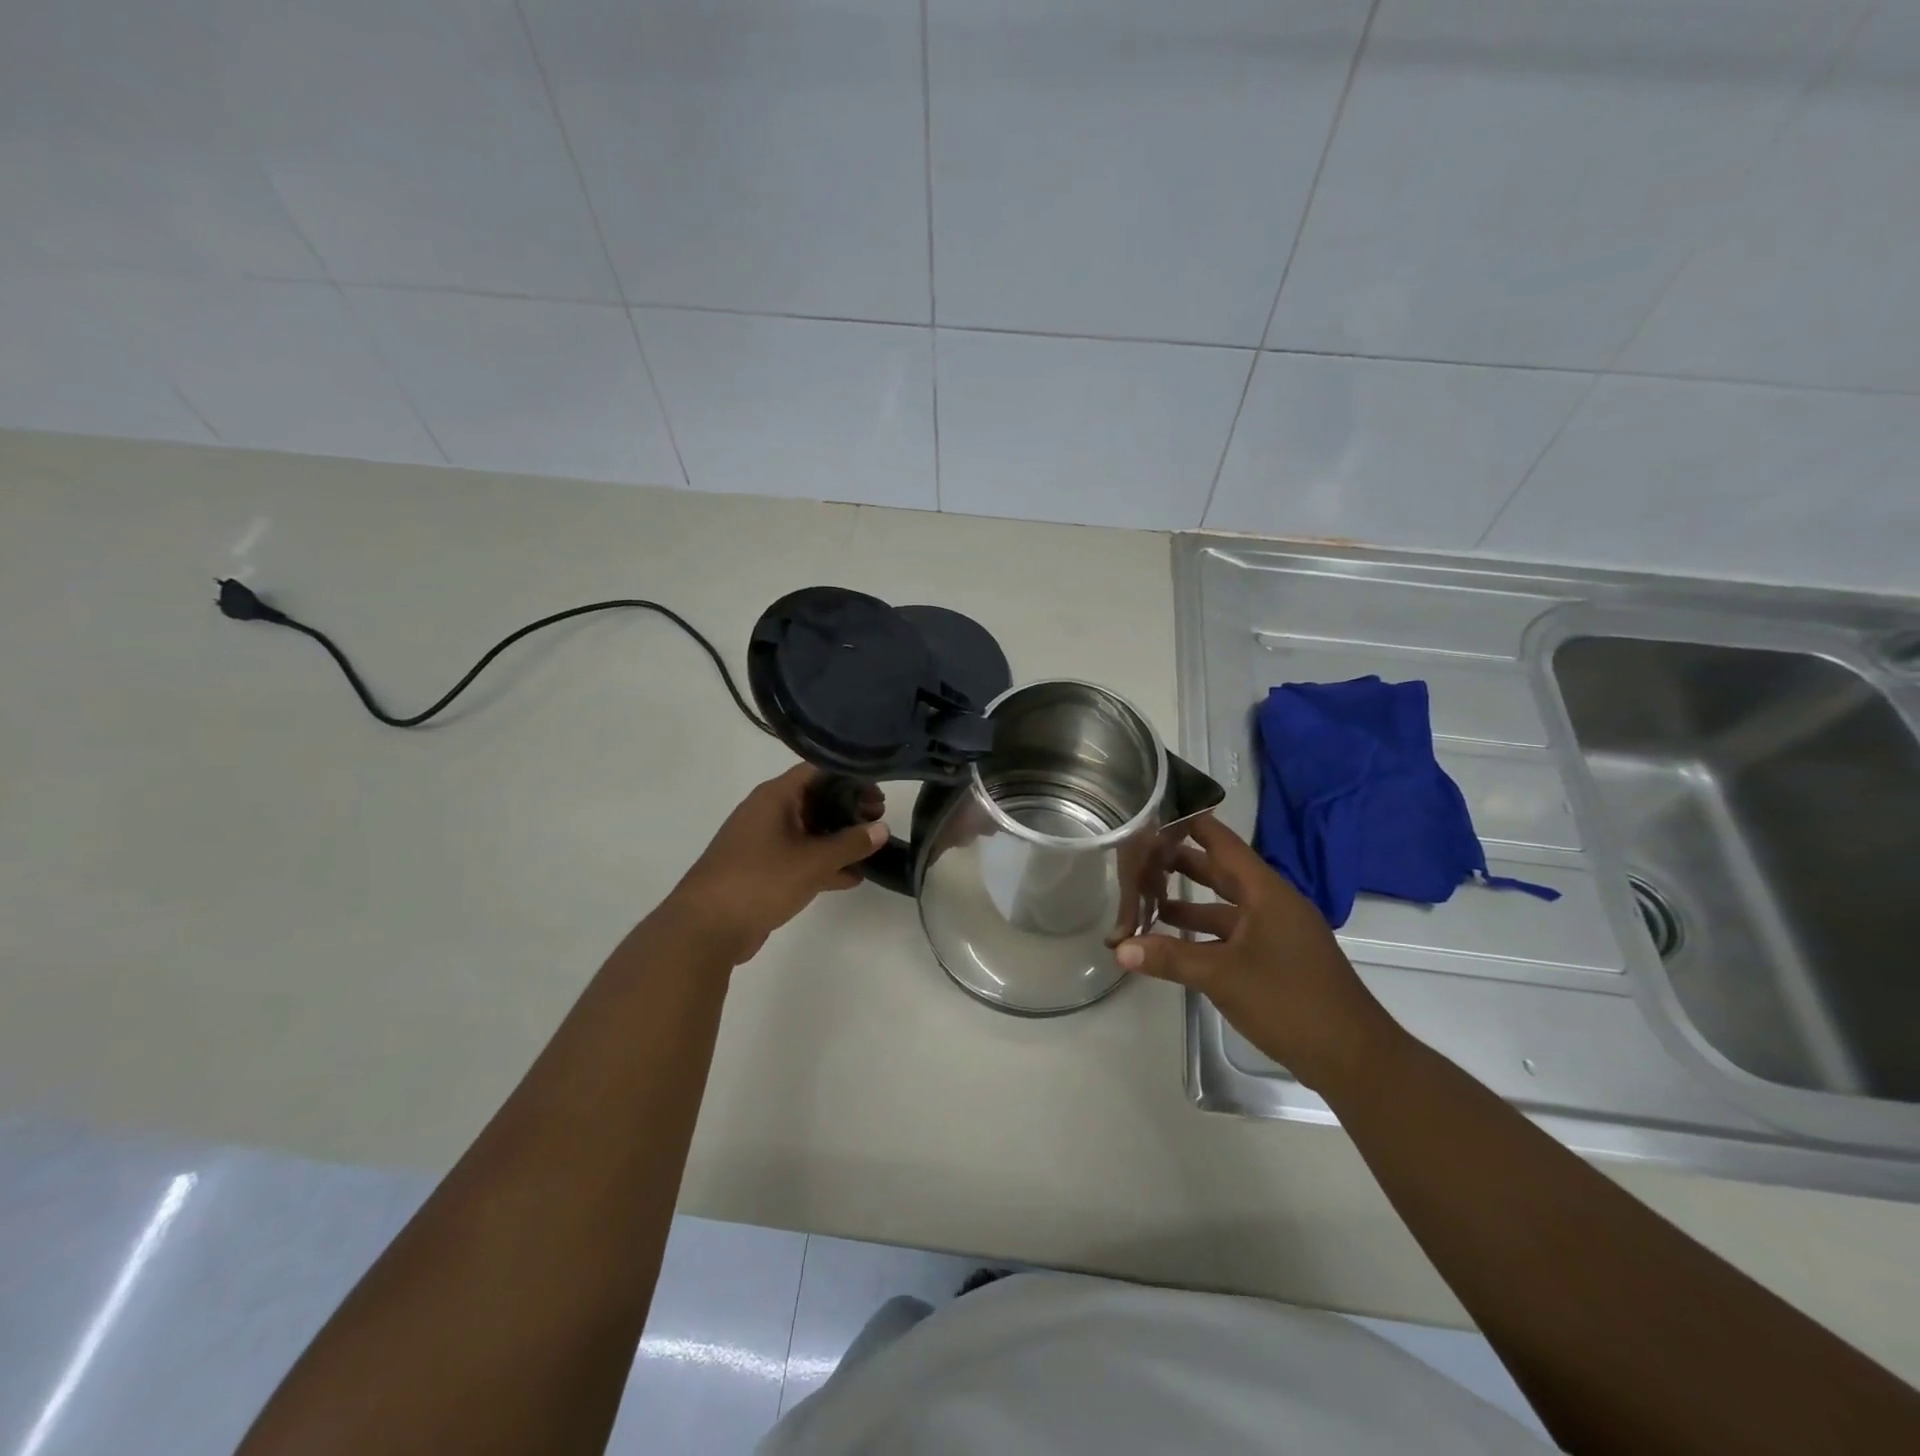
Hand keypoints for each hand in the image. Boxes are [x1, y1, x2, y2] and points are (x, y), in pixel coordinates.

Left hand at [668, 765, 887, 965]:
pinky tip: (852, 878)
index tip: (878, 792)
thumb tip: (882, 828)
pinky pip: (800, 857)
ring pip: (810, 831)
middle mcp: (768, 812)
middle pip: (816, 799)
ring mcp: (764, 842)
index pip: (818, 771)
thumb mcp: (812, 861)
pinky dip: (824, 863)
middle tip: (880, 819)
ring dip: (839, 838)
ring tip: (873, 848)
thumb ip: (851, 844)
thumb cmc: (759, 881)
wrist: (705, 928)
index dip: (851, 777)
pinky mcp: (763, 870)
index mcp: (775, 797)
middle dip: (849, 808)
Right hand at [1113, 815, 1398, 1093]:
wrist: (1353, 1057)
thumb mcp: (1222, 976)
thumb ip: (1170, 958)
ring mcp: (1278, 934)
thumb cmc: (1289, 1001)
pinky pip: (1235, 934)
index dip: (1194, 826)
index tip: (1159, 811)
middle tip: (1142, 854)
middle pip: (1223, 873)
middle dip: (1184, 864)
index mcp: (1266, 893)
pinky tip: (1178, 942)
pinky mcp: (1278, 960)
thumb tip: (1120, 948)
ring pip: (1227, 908)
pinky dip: (1206, 934)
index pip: (1224, 844)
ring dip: (1191, 904)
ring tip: (1149, 899)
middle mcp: (1273, 905)